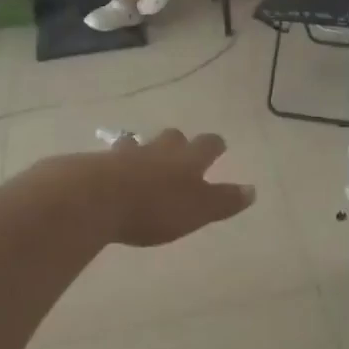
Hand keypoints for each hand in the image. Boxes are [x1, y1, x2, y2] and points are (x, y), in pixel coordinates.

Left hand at [100, 129, 256, 246]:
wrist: (95, 198)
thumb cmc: (155, 206)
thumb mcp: (198, 210)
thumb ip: (224, 200)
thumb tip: (252, 190)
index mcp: (188, 160)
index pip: (208, 145)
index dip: (215, 146)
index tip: (219, 147)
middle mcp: (160, 149)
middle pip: (173, 138)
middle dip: (178, 143)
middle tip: (178, 152)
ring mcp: (126, 153)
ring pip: (139, 144)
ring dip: (143, 151)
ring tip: (141, 162)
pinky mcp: (96, 163)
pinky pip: (110, 159)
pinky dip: (114, 165)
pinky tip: (110, 176)